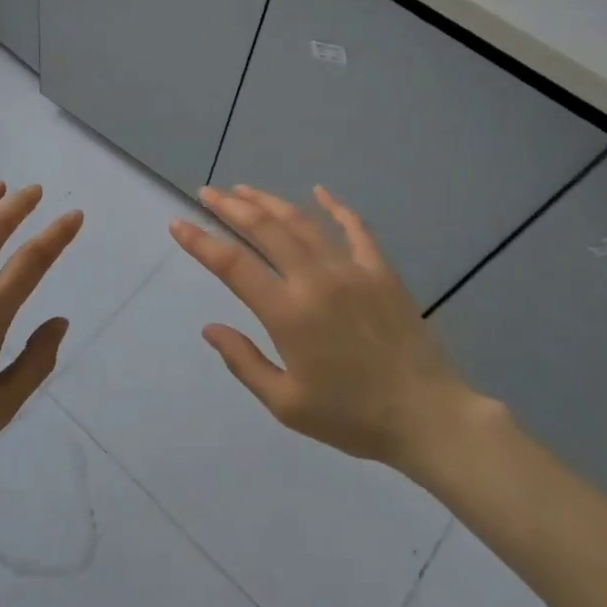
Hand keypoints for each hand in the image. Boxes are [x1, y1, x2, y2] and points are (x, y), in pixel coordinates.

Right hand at [170, 184, 473, 467]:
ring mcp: (351, 270)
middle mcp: (315, 280)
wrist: (428, 416)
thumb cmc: (352, 417)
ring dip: (269, 202)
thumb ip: (244, 362)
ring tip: (244, 189)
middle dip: (230, 207)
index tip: (178, 224)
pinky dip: (335, 206)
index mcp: (288, 313)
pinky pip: (354, 228)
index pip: (233, 265)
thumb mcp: (287, 405)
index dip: (201, 242)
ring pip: (301, 222)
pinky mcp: (380, 271)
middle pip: (264, 229)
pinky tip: (319, 191)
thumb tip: (210, 328)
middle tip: (207, 192)